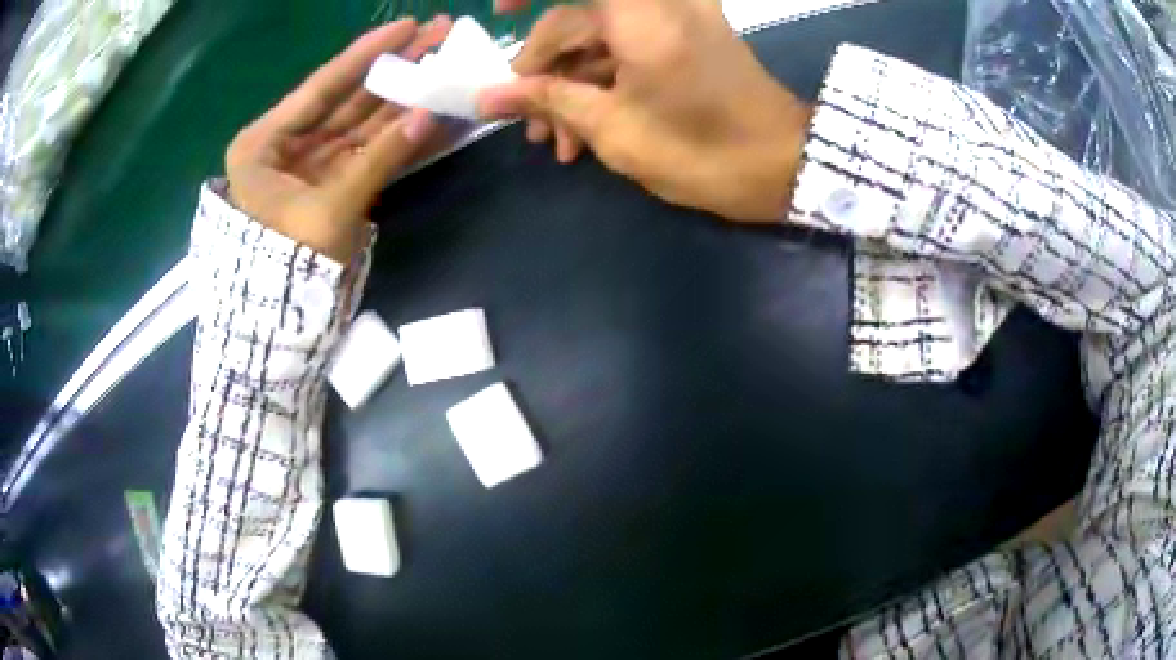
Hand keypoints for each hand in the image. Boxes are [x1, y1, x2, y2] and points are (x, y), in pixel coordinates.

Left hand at [225, 17, 452, 262]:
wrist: (281, 325)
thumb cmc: (288, 268)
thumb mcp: (329, 210)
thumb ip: (379, 159)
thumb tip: (430, 114)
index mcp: (264, 143)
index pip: (321, 87)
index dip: (367, 54)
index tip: (407, 24)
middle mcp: (287, 145)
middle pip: (347, 98)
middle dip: (393, 68)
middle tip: (438, 35)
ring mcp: (313, 164)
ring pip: (362, 122)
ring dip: (403, 96)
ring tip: (443, 63)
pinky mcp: (334, 183)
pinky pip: (369, 151)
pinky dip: (399, 135)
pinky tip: (431, 110)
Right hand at [478, 0, 813, 223]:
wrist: (783, 167)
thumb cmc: (701, 150)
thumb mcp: (613, 129)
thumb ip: (547, 100)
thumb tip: (487, 96)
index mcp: (638, 15)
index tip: (498, 12)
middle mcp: (659, 4)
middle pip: (577, 19)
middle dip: (545, 70)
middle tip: (527, 123)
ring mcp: (678, 19)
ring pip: (601, 37)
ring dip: (572, 83)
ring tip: (556, 141)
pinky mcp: (689, 39)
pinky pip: (629, 46)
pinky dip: (603, 80)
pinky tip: (586, 127)